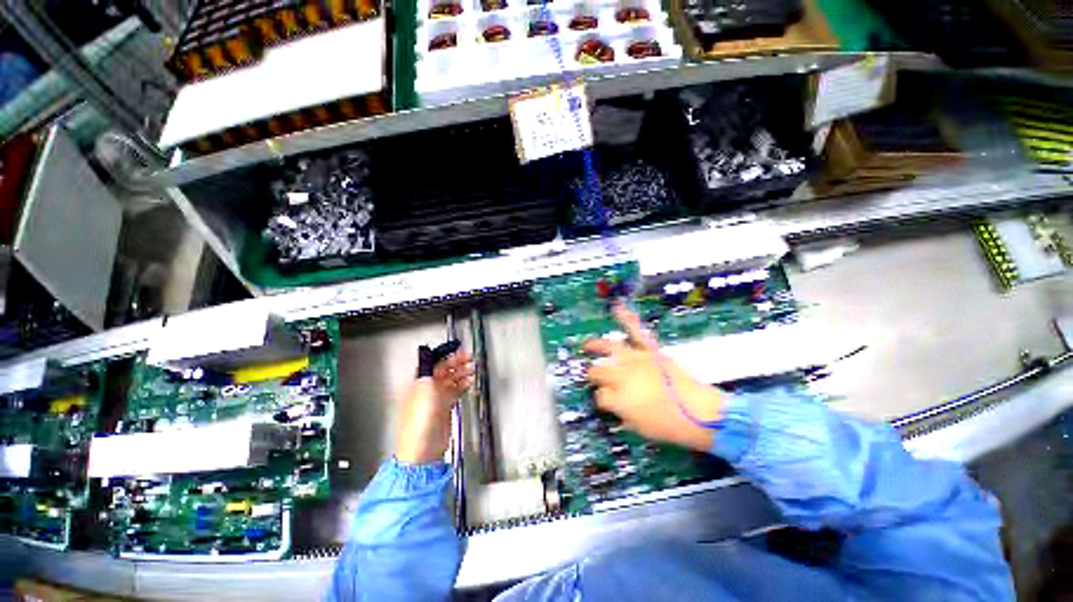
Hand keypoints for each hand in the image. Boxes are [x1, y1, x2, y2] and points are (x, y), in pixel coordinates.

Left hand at [395, 348, 473, 464]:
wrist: (423, 448)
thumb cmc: (420, 419)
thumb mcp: (424, 388)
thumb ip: (428, 369)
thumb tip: (427, 352)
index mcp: (419, 382)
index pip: (432, 363)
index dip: (444, 354)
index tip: (456, 348)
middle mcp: (427, 388)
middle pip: (443, 370)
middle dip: (456, 362)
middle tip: (469, 356)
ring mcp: (436, 398)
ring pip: (451, 379)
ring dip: (461, 372)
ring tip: (472, 367)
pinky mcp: (445, 408)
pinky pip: (455, 390)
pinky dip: (463, 384)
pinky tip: (470, 381)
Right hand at [584, 305, 723, 452]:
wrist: (703, 414)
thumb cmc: (670, 427)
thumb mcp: (639, 428)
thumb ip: (621, 414)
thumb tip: (613, 405)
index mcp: (618, 397)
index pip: (599, 395)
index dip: (601, 399)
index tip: (606, 402)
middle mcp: (622, 375)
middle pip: (599, 371)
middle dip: (594, 376)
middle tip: (594, 378)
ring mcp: (636, 359)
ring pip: (609, 347)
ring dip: (596, 345)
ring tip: (587, 345)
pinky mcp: (651, 350)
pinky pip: (636, 331)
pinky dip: (627, 318)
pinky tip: (617, 308)